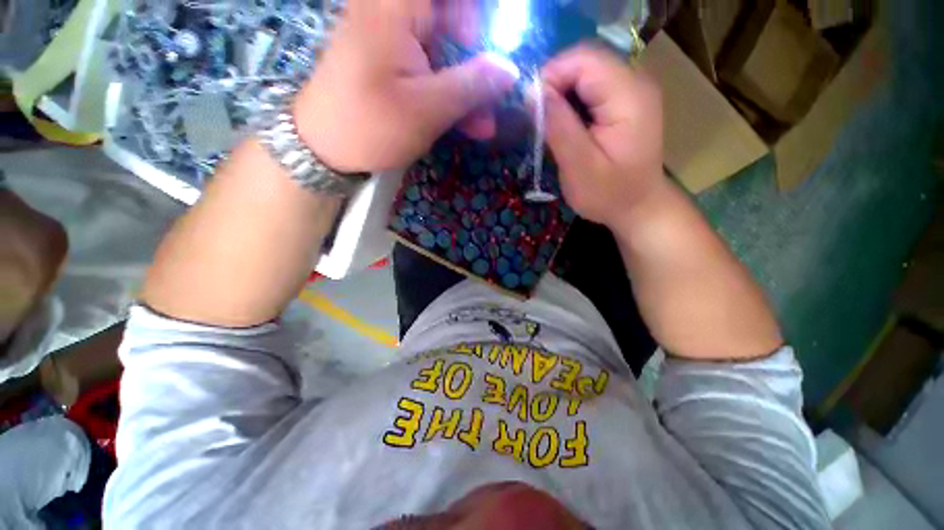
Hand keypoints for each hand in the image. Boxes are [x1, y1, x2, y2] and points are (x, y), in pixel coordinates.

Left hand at [293, 0, 517, 173]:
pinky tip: (464, 122)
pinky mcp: (392, 64)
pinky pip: (430, 70)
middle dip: (479, 67)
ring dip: (467, 90)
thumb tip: (510, 70)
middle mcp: (394, 11)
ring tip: (481, 126)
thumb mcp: (427, 110)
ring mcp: (393, 39)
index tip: (496, 52)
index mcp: (397, 5)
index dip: (480, 20)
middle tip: (493, 103)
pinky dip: (448, 94)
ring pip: (445, 53)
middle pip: (453, 24)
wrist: (323, 148)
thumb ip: (471, 86)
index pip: (455, 0)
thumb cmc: (371, 125)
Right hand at [541, 46, 664, 226]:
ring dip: (561, 94)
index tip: (532, 109)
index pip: (584, 60)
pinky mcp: (625, 100)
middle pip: (585, 61)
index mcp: (629, 95)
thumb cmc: (609, 194)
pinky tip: (566, 125)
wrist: (638, 206)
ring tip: (551, 125)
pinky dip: (571, 101)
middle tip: (539, 120)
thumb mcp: (580, 167)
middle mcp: (635, 81)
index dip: (551, 76)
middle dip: (554, 85)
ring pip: (586, 72)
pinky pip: (591, 86)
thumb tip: (532, 93)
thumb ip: (558, 127)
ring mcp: (632, 89)